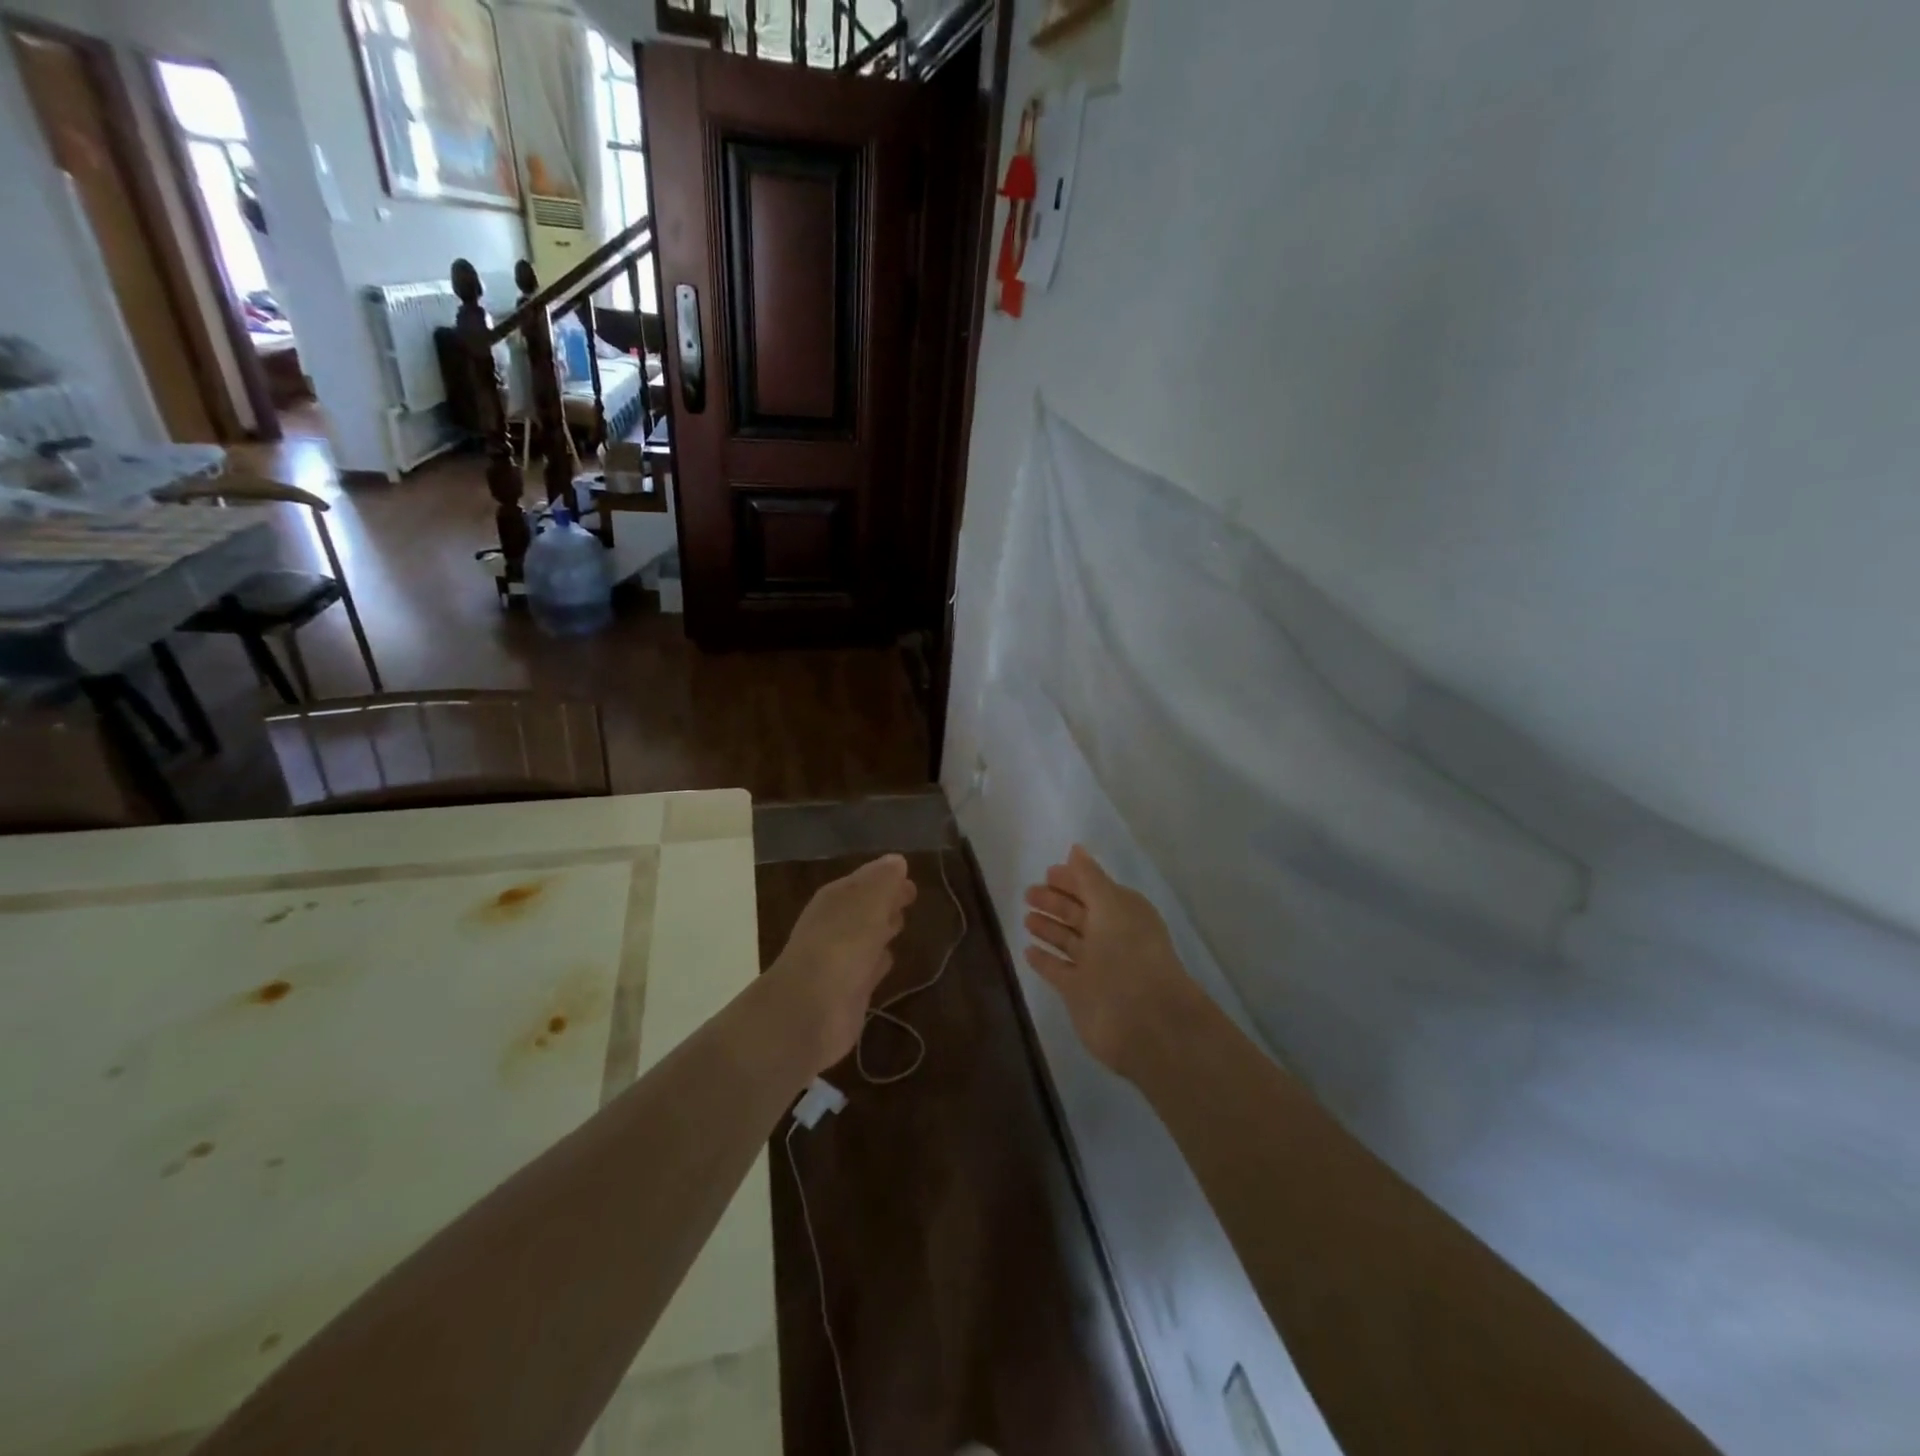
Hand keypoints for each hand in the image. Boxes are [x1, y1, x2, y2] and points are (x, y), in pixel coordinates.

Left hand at [766, 854, 917, 1073]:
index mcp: (835, 899)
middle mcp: (835, 925)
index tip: (909, 874)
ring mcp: (841, 959)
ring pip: (867, 936)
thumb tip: (896, 860)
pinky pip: (869, 967)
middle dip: (886, 900)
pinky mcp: (850, 990)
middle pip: (865, 906)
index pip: (864, 879)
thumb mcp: (868, 903)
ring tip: (902, 922)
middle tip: (910, 896)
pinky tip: (890, 959)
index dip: (886, 876)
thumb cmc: (842, 945)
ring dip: (882, 928)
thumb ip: (884, 882)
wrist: (810, 1011)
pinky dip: (879, 960)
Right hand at [1024, 846, 1201, 1078]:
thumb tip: (1075, 849)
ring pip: (1067, 941)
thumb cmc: (1129, 954)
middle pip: (1078, 914)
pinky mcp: (1080, 993)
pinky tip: (1028, 951)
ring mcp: (1095, 966)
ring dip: (1048, 929)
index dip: (1072, 880)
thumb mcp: (1111, 906)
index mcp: (1124, 913)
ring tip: (1026, 918)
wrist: (1145, 1021)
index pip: (1094, 889)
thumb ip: (1089, 878)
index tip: (1047, 872)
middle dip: (1055, 902)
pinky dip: (1045, 960)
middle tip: (1028, 893)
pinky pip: (1058, 970)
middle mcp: (1111, 937)